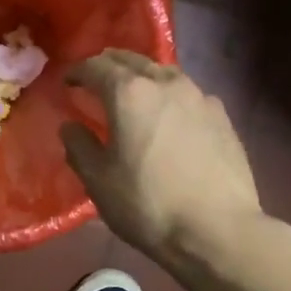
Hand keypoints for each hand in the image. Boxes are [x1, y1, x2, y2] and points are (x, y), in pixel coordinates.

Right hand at [62, 50, 262, 262]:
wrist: (217, 229)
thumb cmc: (148, 205)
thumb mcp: (99, 182)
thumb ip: (79, 147)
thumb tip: (70, 126)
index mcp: (129, 94)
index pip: (96, 67)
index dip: (78, 71)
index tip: (68, 81)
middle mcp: (166, 83)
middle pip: (133, 61)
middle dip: (110, 65)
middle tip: (97, 78)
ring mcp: (199, 97)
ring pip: (164, 73)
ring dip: (143, 76)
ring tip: (134, 92)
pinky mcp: (222, 116)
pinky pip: (188, 94)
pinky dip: (170, 96)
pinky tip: (170, 116)